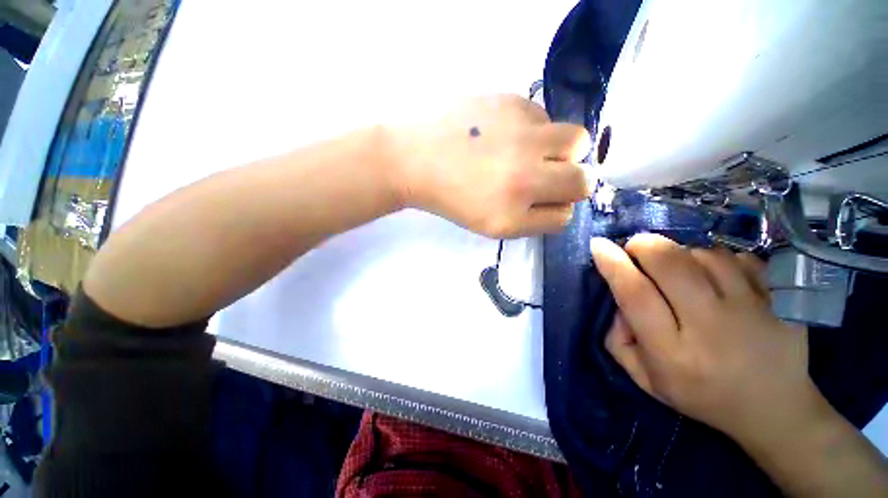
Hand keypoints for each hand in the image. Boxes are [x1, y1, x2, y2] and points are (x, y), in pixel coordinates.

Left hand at [390, 94, 590, 237]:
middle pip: (582, 180)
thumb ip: (531, 219)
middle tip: (549, 175)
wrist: (417, 160)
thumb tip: (562, 201)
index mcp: (512, 215)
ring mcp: (521, 136)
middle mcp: (524, 177)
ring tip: (534, 150)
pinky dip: (536, 129)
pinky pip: (546, 117)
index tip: (545, 200)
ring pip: (577, 142)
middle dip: (572, 181)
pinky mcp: (512, 102)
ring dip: (564, 150)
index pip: (564, 216)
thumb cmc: (452, 198)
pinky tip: (508, 133)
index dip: (557, 208)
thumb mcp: (491, 224)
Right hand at [590, 234, 822, 444]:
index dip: (613, 263)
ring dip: (680, 254)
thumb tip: (617, 299)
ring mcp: (753, 309)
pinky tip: (717, 278)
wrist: (773, 408)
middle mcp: (712, 327)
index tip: (598, 245)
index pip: (635, 294)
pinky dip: (718, 259)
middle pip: (669, 262)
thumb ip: (617, 340)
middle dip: (643, 246)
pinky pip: (739, 257)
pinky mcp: (780, 298)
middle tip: (636, 252)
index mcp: (672, 353)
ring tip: (680, 272)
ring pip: (703, 254)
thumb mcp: (644, 378)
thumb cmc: (699, 394)